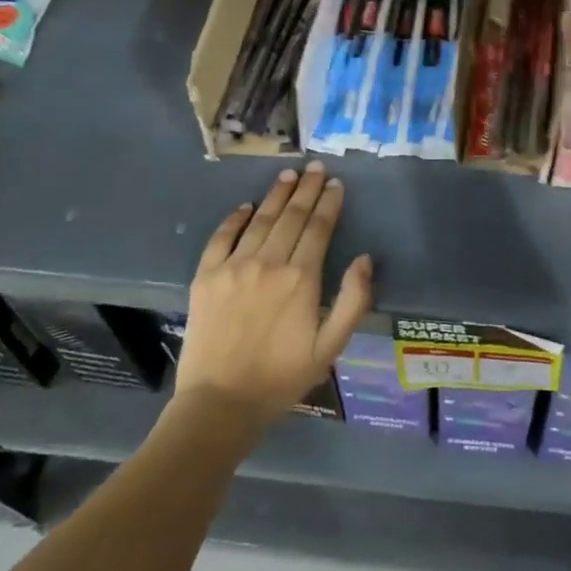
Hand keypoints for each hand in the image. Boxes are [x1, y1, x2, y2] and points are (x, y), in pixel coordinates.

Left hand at [177, 163, 372, 424]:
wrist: (220, 402)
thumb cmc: (283, 376)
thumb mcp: (331, 346)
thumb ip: (353, 300)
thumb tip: (365, 258)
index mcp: (302, 279)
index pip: (319, 228)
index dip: (329, 202)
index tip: (336, 183)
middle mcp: (268, 263)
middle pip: (291, 216)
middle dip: (307, 189)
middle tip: (315, 167)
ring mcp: (233, 267)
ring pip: (260, 220)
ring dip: (276, 195)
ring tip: (288, 175)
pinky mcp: (205, 277)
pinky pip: (221, 237)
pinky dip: (234, 218)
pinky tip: (245, 206)